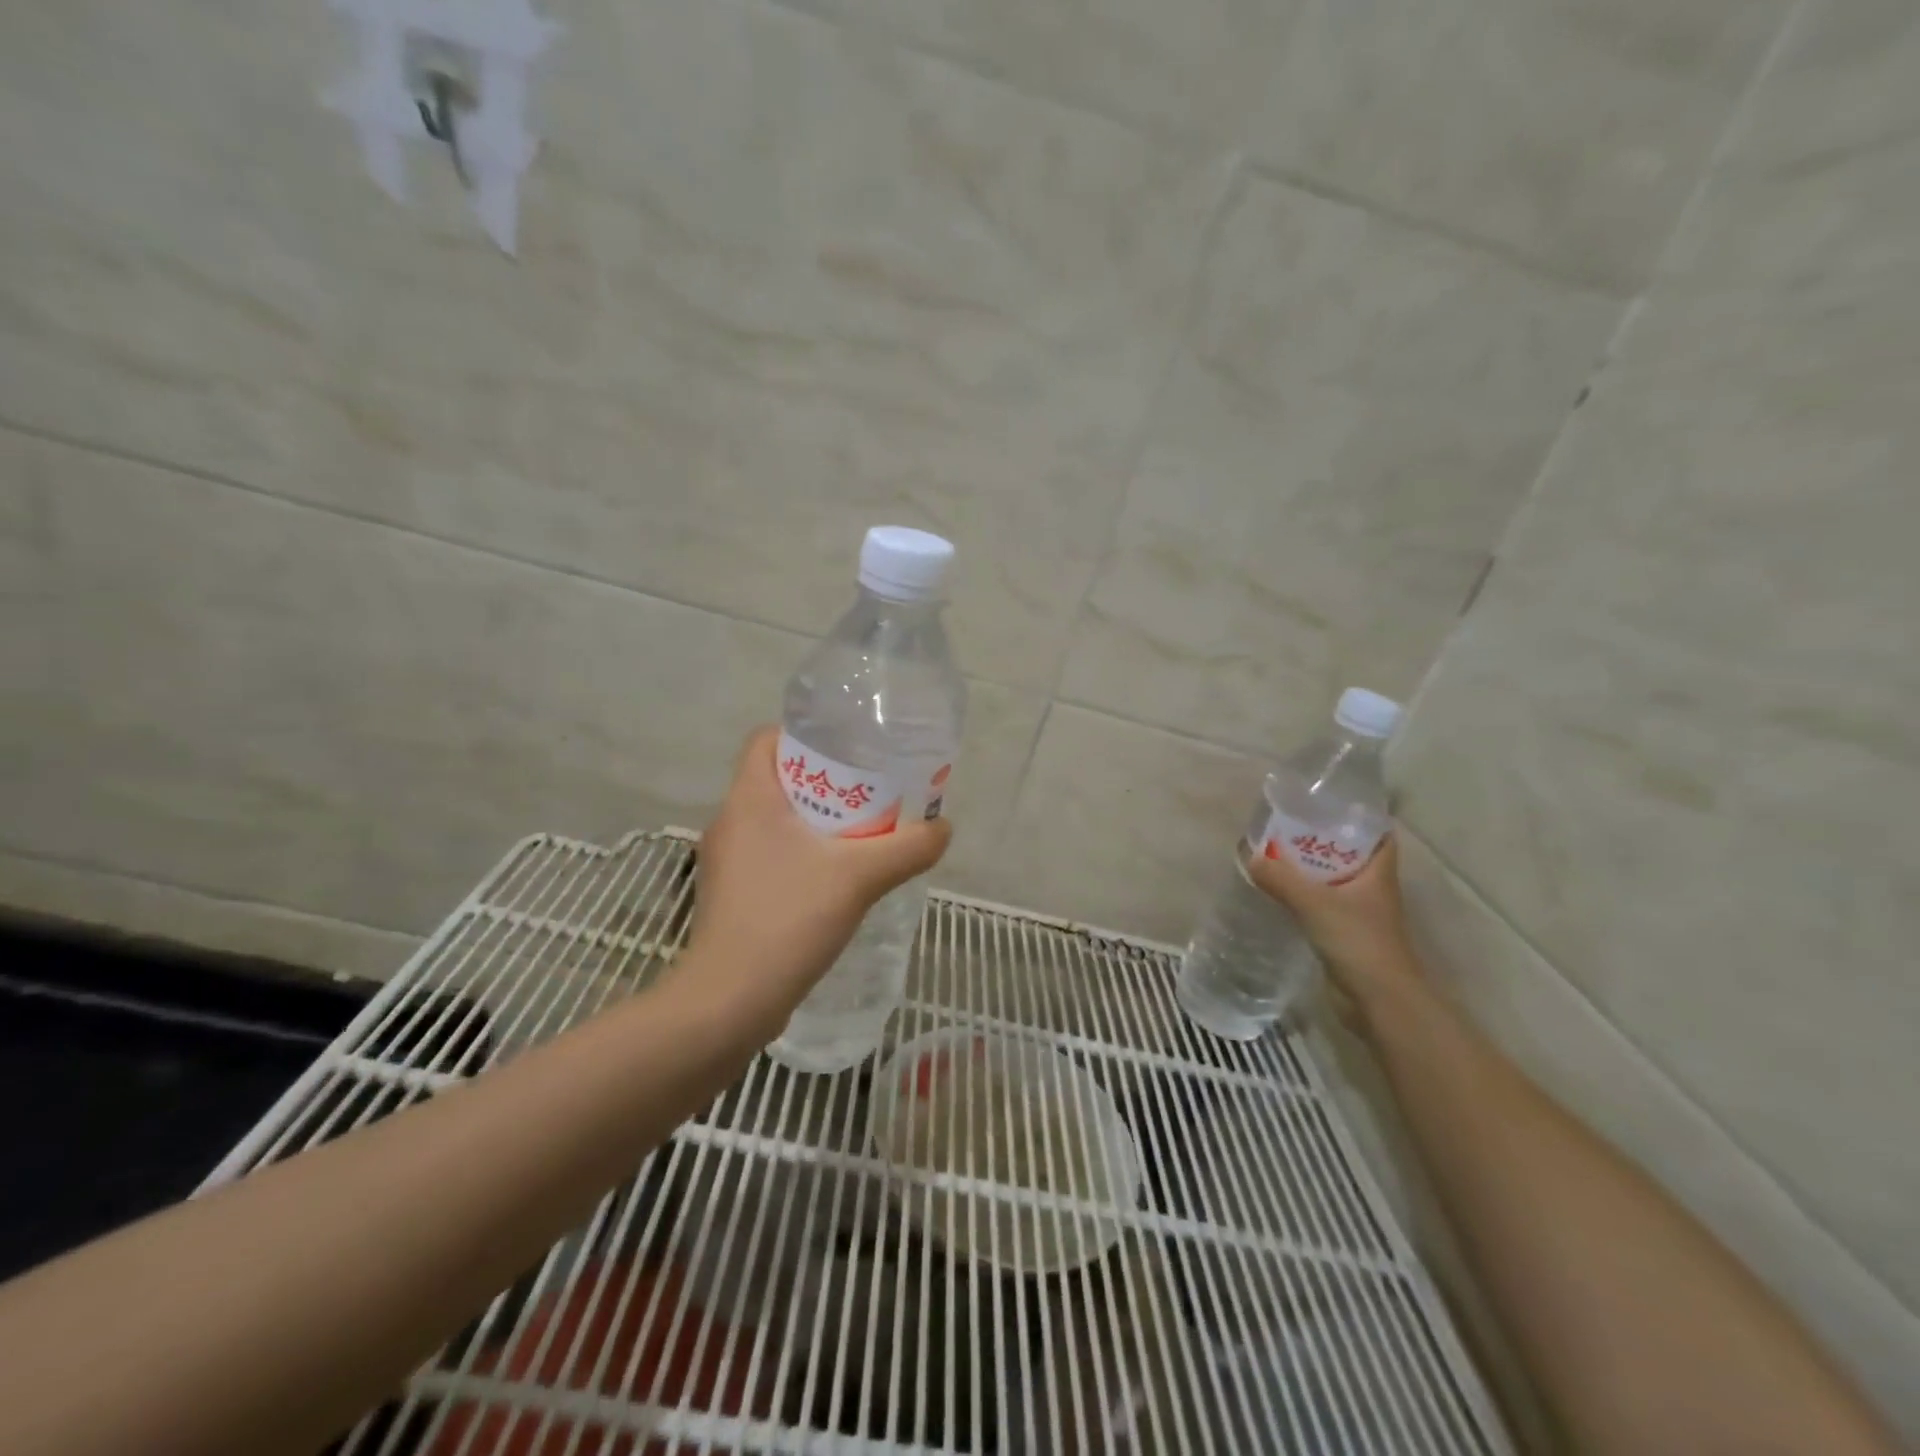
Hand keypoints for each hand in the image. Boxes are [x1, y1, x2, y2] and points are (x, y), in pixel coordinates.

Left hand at [676, 725, 952, 1027]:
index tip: (849, 751)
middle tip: (871, 794)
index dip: (805, 736)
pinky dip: (803, 856)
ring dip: (816, 823)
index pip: (766, 740)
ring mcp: (727, 863)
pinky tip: (836, 881)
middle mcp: (730, 822)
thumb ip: (908, 847)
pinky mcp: (732, 896)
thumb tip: (943, 828)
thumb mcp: (860, 877)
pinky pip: (771, 856)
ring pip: (776, 822)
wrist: (730, 1002)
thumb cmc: (788, 919)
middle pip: (778, 780)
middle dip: (825, 783)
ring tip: (861, 836)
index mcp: (749, 799)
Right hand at [1246, 836, 1421, 1022]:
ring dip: (1310, 871)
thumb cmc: (1358, 940)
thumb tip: (1250, 859)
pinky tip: (1279, 894)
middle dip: (1322, 842)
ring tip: (1276, 856)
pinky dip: (1304, 897)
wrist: (1378, 1000)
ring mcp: (1360, 915)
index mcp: (1378, 873)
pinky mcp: (1345, 936)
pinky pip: (1322, 906)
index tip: (1327, 807)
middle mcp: (1372, 890)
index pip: (1378, 835)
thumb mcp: (1314, 902)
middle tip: (1288, 828)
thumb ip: (1281, 878)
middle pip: (1350, 856)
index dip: (1358, 819)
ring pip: (1334, 882)